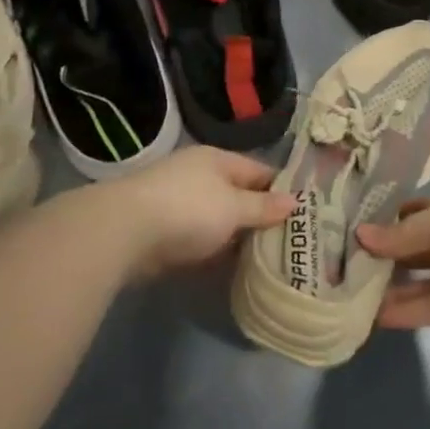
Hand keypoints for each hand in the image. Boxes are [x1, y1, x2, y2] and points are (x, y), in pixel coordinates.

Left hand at [110, 146, 293, 277]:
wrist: (124, 232)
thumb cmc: (188, 210)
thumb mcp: (233, 207)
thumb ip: (263, 206)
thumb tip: (295, 200)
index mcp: (218, 160)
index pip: (259, 171)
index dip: (282, 189)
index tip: (305, 212)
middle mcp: (199, 176)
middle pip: (239, 195)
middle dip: (261, 216)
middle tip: (292, 241)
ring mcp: (179, 202)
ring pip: (219, 219)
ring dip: (237, 236)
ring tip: (268, 258)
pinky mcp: (164, 231)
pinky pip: (201, 238)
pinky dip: (215, 250)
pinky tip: (232, 268)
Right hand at [356, 180, 429, 331]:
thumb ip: (401, 235)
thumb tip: (360, 236)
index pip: (418, 213)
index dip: (390, 221)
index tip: (357, 230)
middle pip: (418, 250)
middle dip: (387, 258)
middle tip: (346, 267)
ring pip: (422, 282)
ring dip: (392, 288)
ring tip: (352, 296)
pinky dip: (407, 312)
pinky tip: (375, 316)